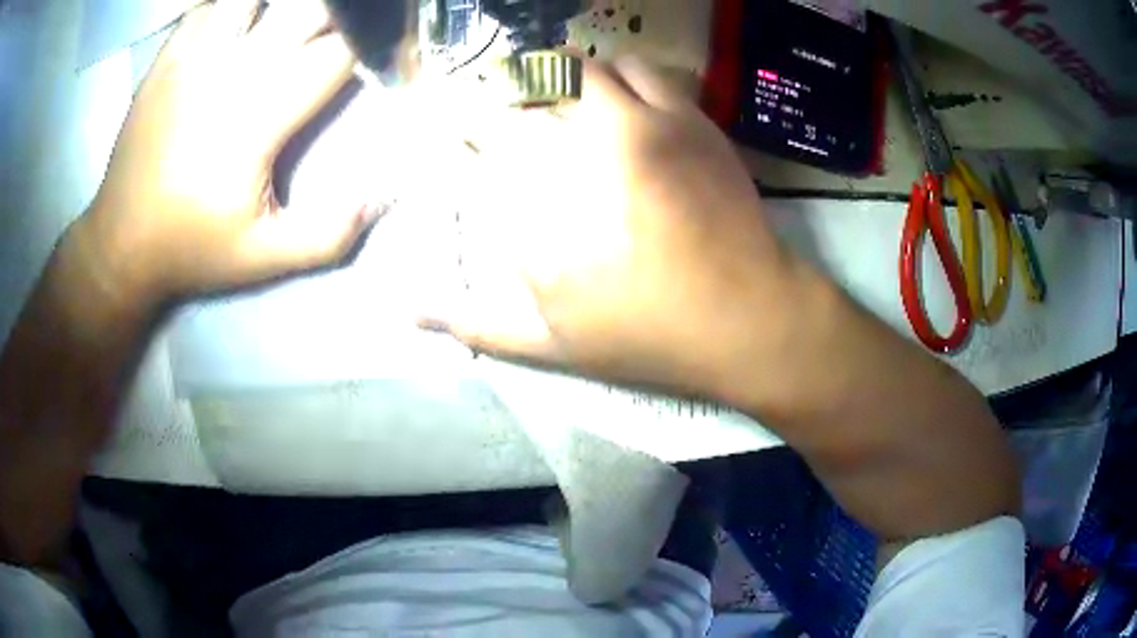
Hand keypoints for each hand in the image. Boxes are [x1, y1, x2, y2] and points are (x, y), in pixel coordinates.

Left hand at [82, 0, 377, 304]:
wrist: (120, 243)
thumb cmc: (191, 248)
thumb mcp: (263, 258)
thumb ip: (329, 233)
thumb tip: (385, 195)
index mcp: (261, 115)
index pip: (339, 52)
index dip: (370, 47)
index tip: (377, 57)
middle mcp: (232, 70)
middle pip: (307, 8)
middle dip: (336, 16)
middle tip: (330, 41)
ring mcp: (196, 55)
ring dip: (281, 6)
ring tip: (284, 27)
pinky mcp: (168, 56)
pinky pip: (209, 5)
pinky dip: (232, 7)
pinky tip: (238, 24)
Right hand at [425, 58, 804, 399]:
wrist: (746, 318)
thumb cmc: (647, 336)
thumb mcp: (553, 346)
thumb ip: (478, 324)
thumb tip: (410, 314)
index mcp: (540, 206)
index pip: (481, 139)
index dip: (464, 125)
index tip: (461, 128)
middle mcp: (584, 149)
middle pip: (529, 87)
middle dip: (508, 88)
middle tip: (509, 102)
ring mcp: (643, 126)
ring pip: (586, 66)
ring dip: (566, 73)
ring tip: (563, 94)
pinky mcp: (690, 121)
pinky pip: (646, 71)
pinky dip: (622, 75)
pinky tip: (620, 97)